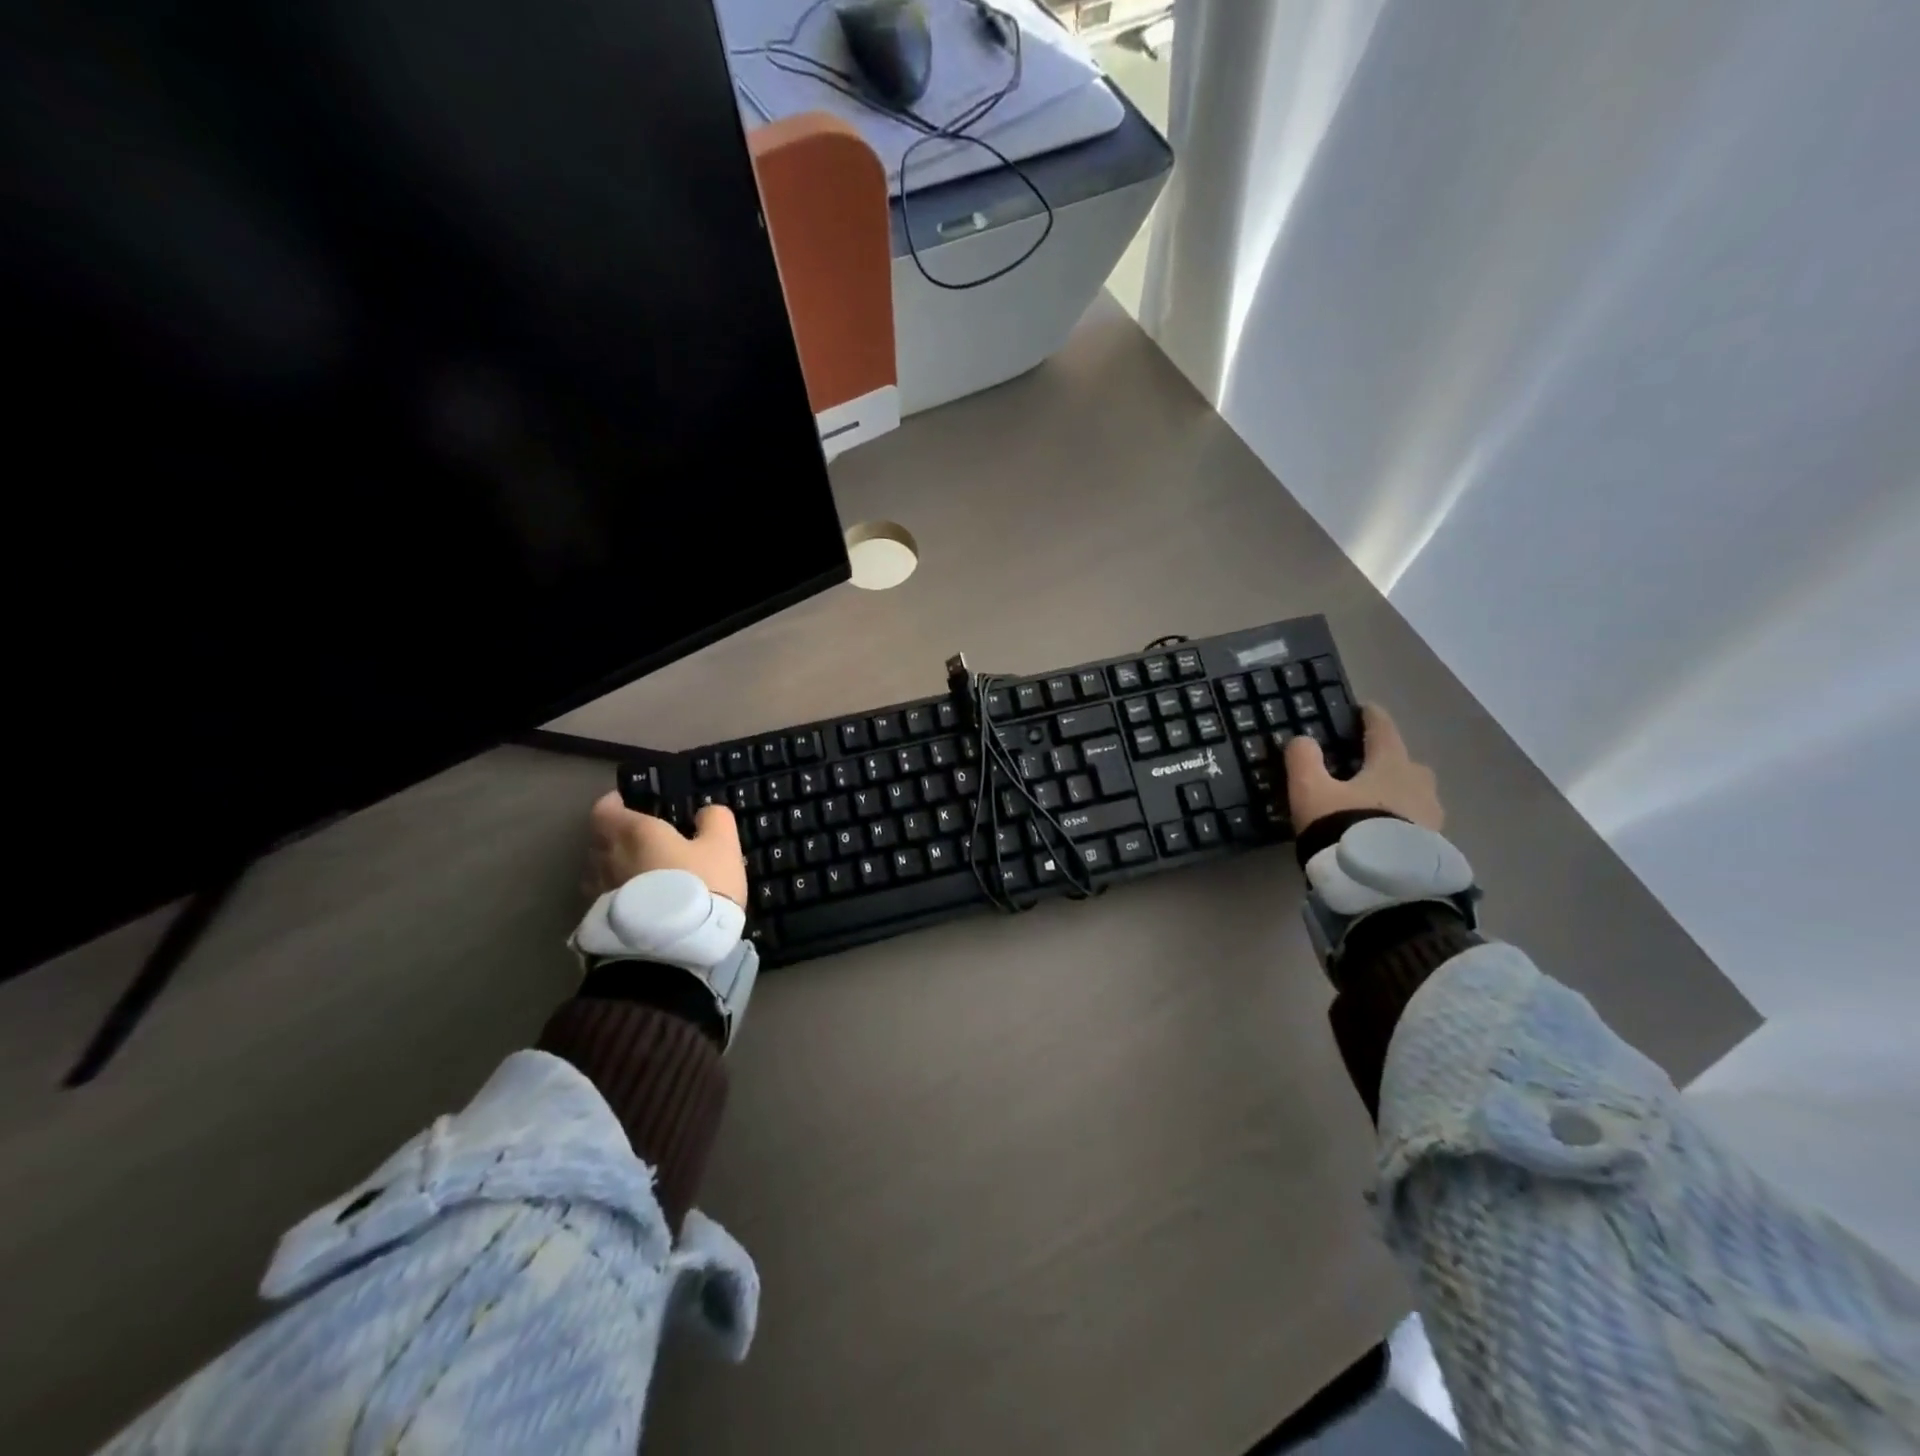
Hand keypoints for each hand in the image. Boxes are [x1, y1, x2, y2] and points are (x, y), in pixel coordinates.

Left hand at [588, 792, 747, 906]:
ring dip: (616, 866)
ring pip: (600, 869)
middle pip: (600, 838)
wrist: (673, 952)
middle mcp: (606, 857)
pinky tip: (641, 902)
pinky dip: (619, 893)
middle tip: (645, 838)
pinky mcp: (599, 922)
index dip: (616, 802)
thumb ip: (715, 820)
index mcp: (632, 831)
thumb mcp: (723, 847)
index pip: (606, 807)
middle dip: (618, 834)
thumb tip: (705, 812)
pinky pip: (605, 897)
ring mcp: (598, 891)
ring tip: (643, 872)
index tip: (632, 803)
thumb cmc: (699, 886)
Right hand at [1284, 704, 1442, 834]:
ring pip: (1414, 794)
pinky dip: (1401, 822)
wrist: (1380, 885)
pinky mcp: (1433, 847)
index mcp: (1391, 764)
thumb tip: (1303, 739)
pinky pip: (1415, 823)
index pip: (1383, 729)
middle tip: (1365, 767)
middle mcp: (1419, 784)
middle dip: (1388, 760)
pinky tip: (1383, 834)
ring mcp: (1432, 817)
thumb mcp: (1309, 790)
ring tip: (1374, 806)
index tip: (1364, 709)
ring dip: (1397, 793)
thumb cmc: (1343, 826)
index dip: (1371, 716)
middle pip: (1405, 762)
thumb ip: (1303, 759)